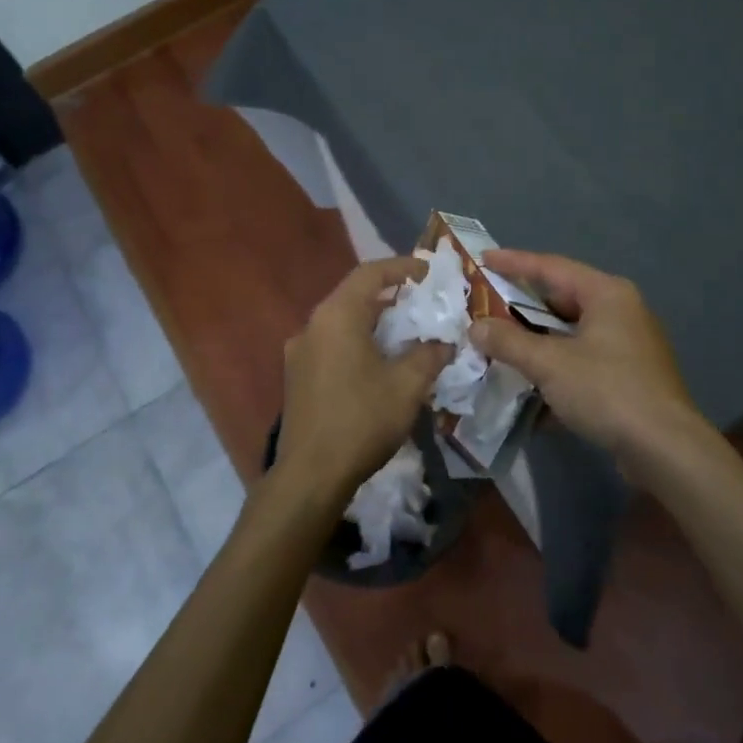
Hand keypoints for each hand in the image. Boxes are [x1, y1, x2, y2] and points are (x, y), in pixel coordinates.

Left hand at [275, 257, 450, 502]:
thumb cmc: (361, 420)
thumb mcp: (407, 385)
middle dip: (389, 295)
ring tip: (405, 332)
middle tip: (421, 302)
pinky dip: (357, 341)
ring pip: (341, 321)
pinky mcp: (297, 377)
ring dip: (373, 321)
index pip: (370, 274)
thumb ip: (429, 354)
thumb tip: (444, 342)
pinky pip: (332, 344)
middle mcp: (312, 325)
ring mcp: (299, 352)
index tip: (428, 272)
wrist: (310, 475)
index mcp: (336, 316)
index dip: (401, 267)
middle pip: (353, 295)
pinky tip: (378, 363)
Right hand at [470, 250, 706, 467]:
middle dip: (522, 307)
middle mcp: (622, 311)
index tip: (483, 260)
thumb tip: (476, 327)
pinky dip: (557, 368)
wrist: (665, 449)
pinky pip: (584, 361)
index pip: (551, 267)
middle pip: (562, 299)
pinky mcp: (630, 376)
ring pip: (572, 333)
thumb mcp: (549, 363)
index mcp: (606, 294)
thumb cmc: (606, 390)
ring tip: (501, 346)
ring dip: (537, 341)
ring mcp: (629, 345)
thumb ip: (509, 341)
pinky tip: (531, 389)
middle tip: (487, 307)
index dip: (514, 262)